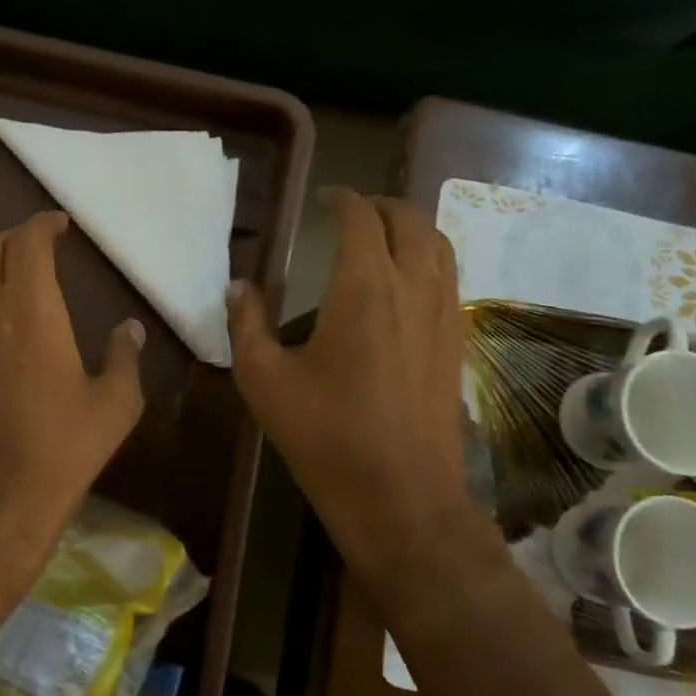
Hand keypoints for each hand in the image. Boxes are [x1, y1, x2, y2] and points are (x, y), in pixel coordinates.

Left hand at [0, 211, 145, 613]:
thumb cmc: (60, 453)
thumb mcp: (114, 407)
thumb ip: (123, 357)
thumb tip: (128, 329)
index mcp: (30, 312)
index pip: (27, 244)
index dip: (42, 225)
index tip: (61, 225)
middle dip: (16, 238)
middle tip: (42, 244)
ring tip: (17, 271)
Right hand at [228, 189, 500, 619]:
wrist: (400, 496)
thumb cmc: (326, 436)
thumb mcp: (264, 381)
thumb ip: (247, 325)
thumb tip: (239, 288)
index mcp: (364, 286)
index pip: (360, 218)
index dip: (342, 200)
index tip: (324, 198)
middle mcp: (413, 286)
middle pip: (409, 220)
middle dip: (380, 206)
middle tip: (352, 211)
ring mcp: (444, 314)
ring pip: (439, 245)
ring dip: (411, 228)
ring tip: (384, 236)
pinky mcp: (457, 343)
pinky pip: (449, 278)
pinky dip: (429, 259)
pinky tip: (407, 283)